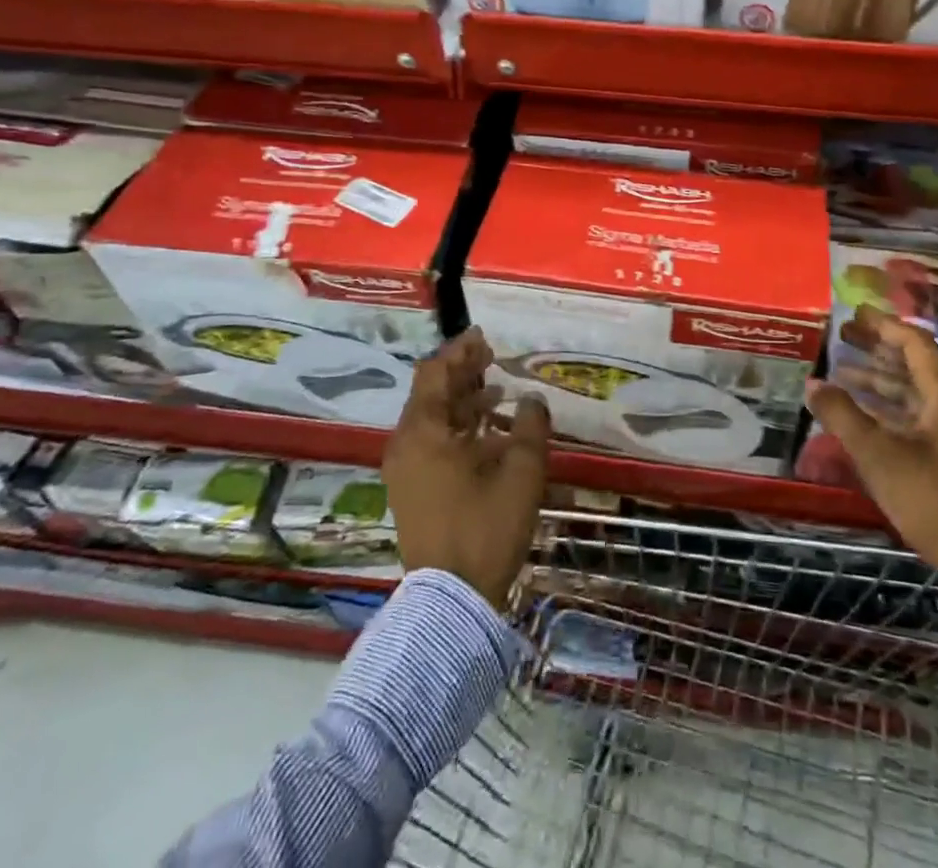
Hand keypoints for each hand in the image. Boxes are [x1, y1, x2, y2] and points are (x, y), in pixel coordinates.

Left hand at [384, 327, 550, 607]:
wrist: (452, 600)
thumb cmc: (486, 527)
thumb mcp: (521, 473)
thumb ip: (531, 427)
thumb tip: (532, 399)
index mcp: (424, 432)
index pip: (435, 373)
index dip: (459, 351)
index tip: (482, 337)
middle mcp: (406, 444)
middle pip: (431, 394)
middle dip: (462, 373)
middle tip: (492, 358)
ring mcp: (405, 470)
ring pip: (432, 420)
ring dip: (462, 402)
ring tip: (497, 393)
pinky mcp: (412, 492)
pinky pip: (431, 443)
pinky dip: (457, 429)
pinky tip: (488, 434)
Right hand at [806, 306, 937, 586]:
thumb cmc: (933, 499)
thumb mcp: (879, 455)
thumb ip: (842, 415)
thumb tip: (812, 384)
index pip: (914, 342)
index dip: (882, 325)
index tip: (853, 313)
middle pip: (916, 364)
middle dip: (878, 349)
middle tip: (842, 337)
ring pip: (919, 392)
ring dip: (883, 380)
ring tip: (844, 373)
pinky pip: (923, 415)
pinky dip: (894, 407)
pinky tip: (868, 413)